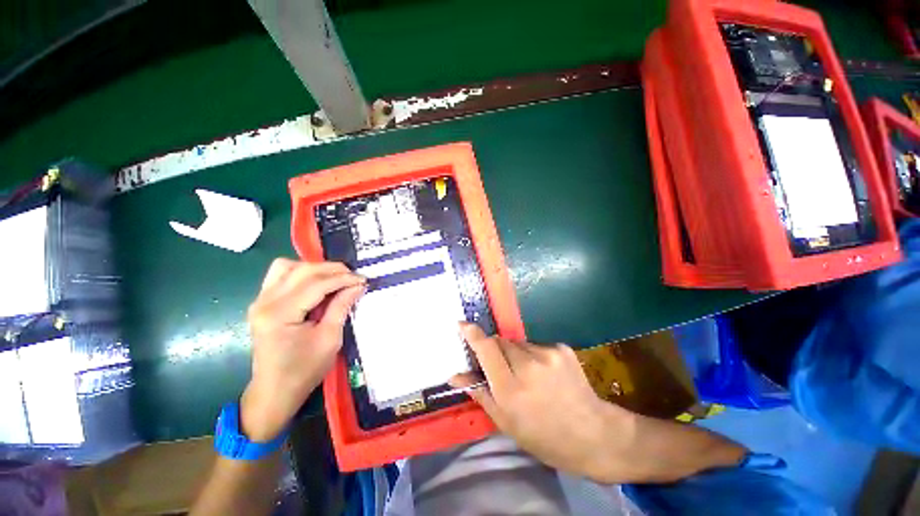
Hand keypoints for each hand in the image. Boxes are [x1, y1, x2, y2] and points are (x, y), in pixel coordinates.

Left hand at [240, 259, 364, 441]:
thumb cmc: (304, 370)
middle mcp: (264, 302)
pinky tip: (316, 283)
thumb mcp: (330, 339)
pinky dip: (301, 273)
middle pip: (301, 270)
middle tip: (353, 277)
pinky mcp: (262, 303)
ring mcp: (260, 301)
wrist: (275, 391)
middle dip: (332, 269)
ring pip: (287, 267)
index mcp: (280, 314)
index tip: (363, 280)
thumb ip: (341, 306)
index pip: (316, 284)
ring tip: (335, 278)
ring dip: (314, 268)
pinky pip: (281, 275)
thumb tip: (358, 285)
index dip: (343, 279)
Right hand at [453, 323, 746, 483]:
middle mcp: (528, 366)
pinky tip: (544, 373)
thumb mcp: (506, 423)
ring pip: (517, 343)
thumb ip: (480, 393)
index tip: (461, 324)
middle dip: (495, 350)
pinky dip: (532, 355)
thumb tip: (456, 375)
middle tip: (501, 368)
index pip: (486, 349)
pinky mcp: (561, 348)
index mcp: (511, 390)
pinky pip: (535, 345)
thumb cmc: (544, 436)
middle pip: (500, 341)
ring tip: (526, 374)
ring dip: (514, 353)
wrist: (594, 434)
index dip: (472, 334)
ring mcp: (547, 354)